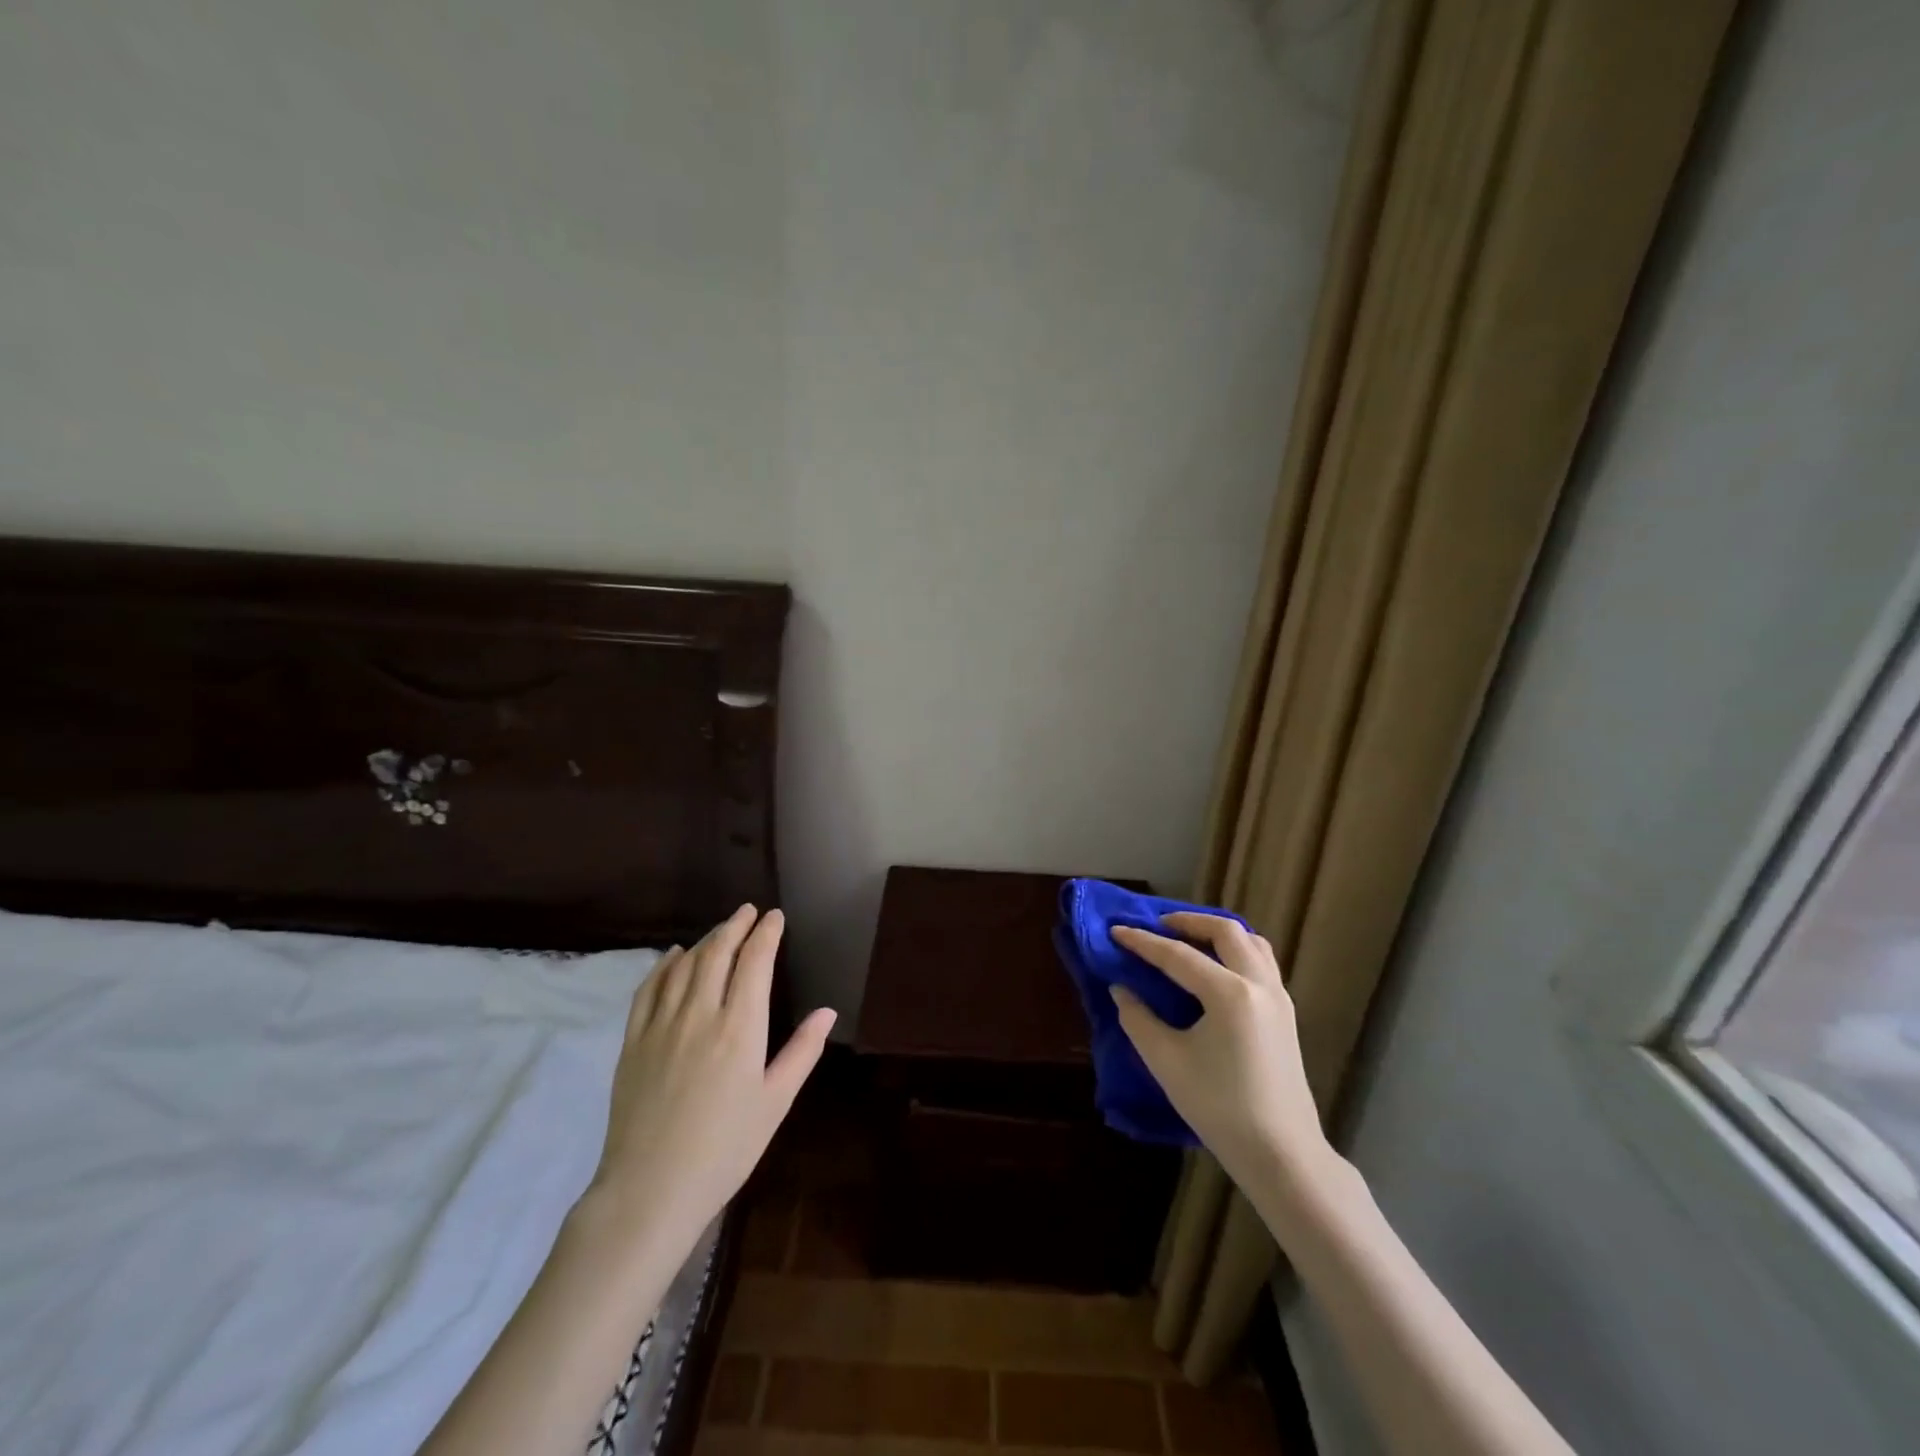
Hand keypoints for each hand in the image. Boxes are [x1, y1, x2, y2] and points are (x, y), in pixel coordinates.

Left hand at [586, 906, 834, 1248]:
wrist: (651, 1190)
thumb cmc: (725, 1149)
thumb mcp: (775, 1102)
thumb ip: (802, 1051)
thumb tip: (827, 1012)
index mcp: (740, 1028)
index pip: (755, 962)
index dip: (766, 933)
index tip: (775, 917)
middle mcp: (700, 1014)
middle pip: (718, 953)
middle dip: (736, 926)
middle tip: (748, 911)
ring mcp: (661, 1025)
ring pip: (684, 965)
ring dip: (705, 940)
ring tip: (720, 930)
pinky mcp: (633, 1041)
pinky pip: (648, 989)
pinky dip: (664, 965)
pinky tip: (674, 956)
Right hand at [1110, 914, 1330, 1186]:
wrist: (1281, 1155)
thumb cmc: (1219, 1108)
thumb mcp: (1166, 1062)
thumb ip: (1138, 1019)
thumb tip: (1122, 989)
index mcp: (1229, 993)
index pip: (1177, 955)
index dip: (1142, 942)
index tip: (1115, 930)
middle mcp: (1258, 985)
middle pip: (1225, 931)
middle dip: (1188, 921)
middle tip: (1158, 925)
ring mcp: (1278, 998)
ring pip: (1251, 943)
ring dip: (1218, 932)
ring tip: (1189, 939)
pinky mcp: (1286, 1014)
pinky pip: (1262, 962)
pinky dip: (1237, 951)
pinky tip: (1217, 968)